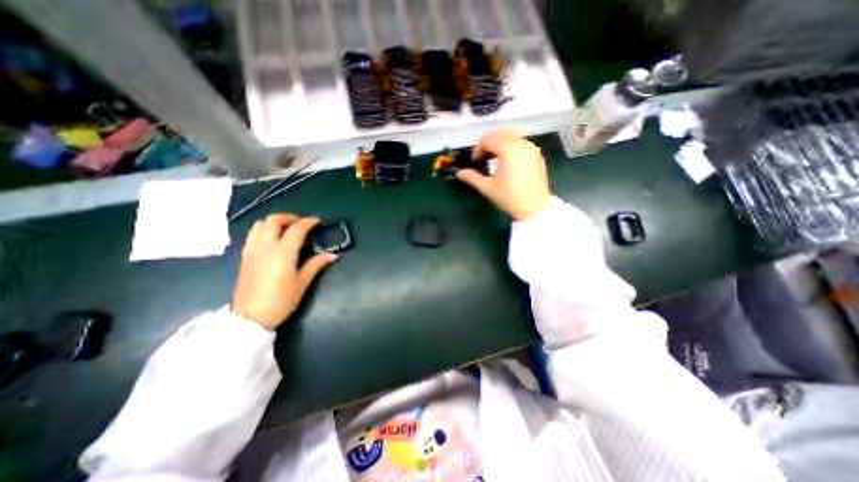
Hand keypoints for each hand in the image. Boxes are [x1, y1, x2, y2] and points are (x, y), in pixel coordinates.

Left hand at [229, 215, 337, 330]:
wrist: (250, 317)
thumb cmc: (281, 300)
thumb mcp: (302, 282)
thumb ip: (316, 264)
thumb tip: (332, 255)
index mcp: (283, 252)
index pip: (296, 229)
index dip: (308, 222)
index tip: (318, 221)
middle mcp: (265, 246)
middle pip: (274, 220)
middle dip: (289, 217)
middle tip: (301, 224)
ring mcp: (252, 250)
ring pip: (259, 225)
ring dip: (274, 222)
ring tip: (286, 229)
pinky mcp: (244, 257)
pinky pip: (252, 235)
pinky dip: (264, 230)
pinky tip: (272, 240)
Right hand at [457, 129, 549, 219]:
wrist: (534, 207)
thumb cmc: (509, 197)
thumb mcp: (487, 187)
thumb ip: (472, 177)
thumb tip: (459, 173)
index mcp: (509, 150)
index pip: (489, 139)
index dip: (478, 148)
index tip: (475, 161)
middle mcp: (521, 144)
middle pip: (500, 134)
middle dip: (488, 143)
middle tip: (482, 157)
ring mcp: (531, 148)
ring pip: (511, 136)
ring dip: (499, 143)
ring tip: (493, 159)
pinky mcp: (537, 154)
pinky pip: (521, 143)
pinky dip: (510, 146)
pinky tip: (507, 161)